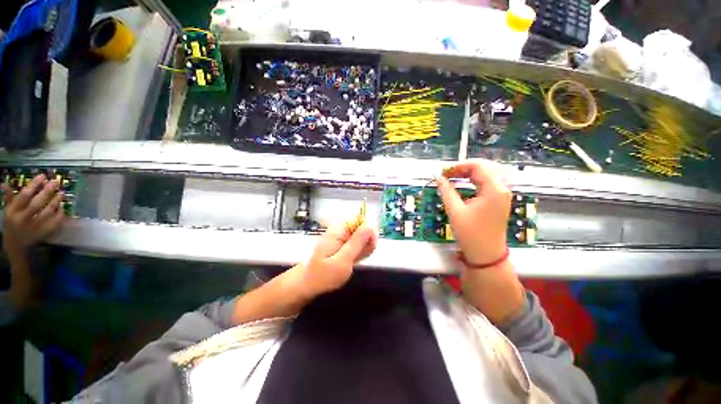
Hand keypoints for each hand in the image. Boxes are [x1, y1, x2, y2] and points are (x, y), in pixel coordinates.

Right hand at [2, 174, 64, 258]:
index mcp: (13, 212)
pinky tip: (63, 207)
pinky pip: (55, 222)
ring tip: (61, 193)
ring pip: (48, 212)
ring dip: (56, 201)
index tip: (42, 176)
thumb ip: (9, 197)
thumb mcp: (8, 211)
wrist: (16, 246)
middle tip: (55, 182)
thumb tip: (4, 183)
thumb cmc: (12, 224)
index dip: (34, 185)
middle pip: (37, 203)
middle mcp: (23, 219)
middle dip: (47, 191)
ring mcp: (34, 227)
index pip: (24, 196)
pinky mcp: (44, 233)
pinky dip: (60, 213)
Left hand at [297, 221, 376, 297]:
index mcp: (339, 229)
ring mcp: (343, 238)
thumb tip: (370, 226)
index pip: (360, 220)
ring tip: (356, 260)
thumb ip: (357, 243)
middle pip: (363, 228)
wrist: (310, 284)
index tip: (371, 245)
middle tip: (362, 256)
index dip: (369, 230)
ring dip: (365, 248)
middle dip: (368, 242)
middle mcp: (342, 230)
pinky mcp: (345, 245)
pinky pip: (359, 244)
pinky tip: (356, 260)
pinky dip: (361, 252)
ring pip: (363, 237)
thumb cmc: (324, 274)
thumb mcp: (342, 260)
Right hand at [436, 160, 511, 264]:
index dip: (459, 166)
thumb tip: (439, 178)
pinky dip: (477, 178)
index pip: (478, 166)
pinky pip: (490, 181)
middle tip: (448, 173)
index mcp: (494, 189)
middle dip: (465, 167)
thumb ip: (447, 191)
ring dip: (472, 171)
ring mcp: (503, 194)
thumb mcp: (455, 211)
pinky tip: (466, 182)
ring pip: (489, 172)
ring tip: (455, 176)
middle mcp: (502, 188)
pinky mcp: (500, 200)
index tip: (444, 171)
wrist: (486, 254)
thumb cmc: (470, 233)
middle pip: (486, 166)